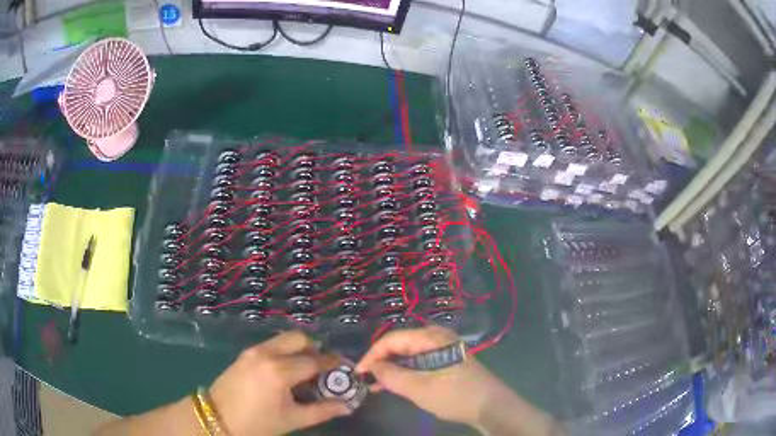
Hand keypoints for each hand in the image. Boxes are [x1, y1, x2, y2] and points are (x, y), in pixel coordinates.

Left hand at [208, 331, 350, 435]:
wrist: (218, 418)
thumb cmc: (257, 423)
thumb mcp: (292, 419)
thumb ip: (323, 410)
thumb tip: (347, 405)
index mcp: (279, 371)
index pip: (315, 361)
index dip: (333, 364)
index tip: (345, 367)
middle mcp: (267, 353)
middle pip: (299, 338)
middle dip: (316, 349)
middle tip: (323, 368)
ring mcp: (253, 351)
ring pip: (284, 339)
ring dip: (299, 349)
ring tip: (305, 370)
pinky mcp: (245, 353)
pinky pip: (272, 345)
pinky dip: (285, 351)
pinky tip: (286, 371)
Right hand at [356, 326, 513, 425]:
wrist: (491, 406)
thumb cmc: (455, 395)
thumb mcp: (420, 388)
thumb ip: (392, 376)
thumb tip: (372, 367)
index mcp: (431, 337)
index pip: (392, 339)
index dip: (372, 354)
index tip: (358, 372)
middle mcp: (436, 338)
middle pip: (400, 344)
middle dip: (381, 361)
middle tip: (364, 378)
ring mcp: (443, 349)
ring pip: (409, 355)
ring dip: (392, 368)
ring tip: (374, 384)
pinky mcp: (446, 361)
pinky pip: (419, 362)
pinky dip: (405, 372)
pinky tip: (394, 384)